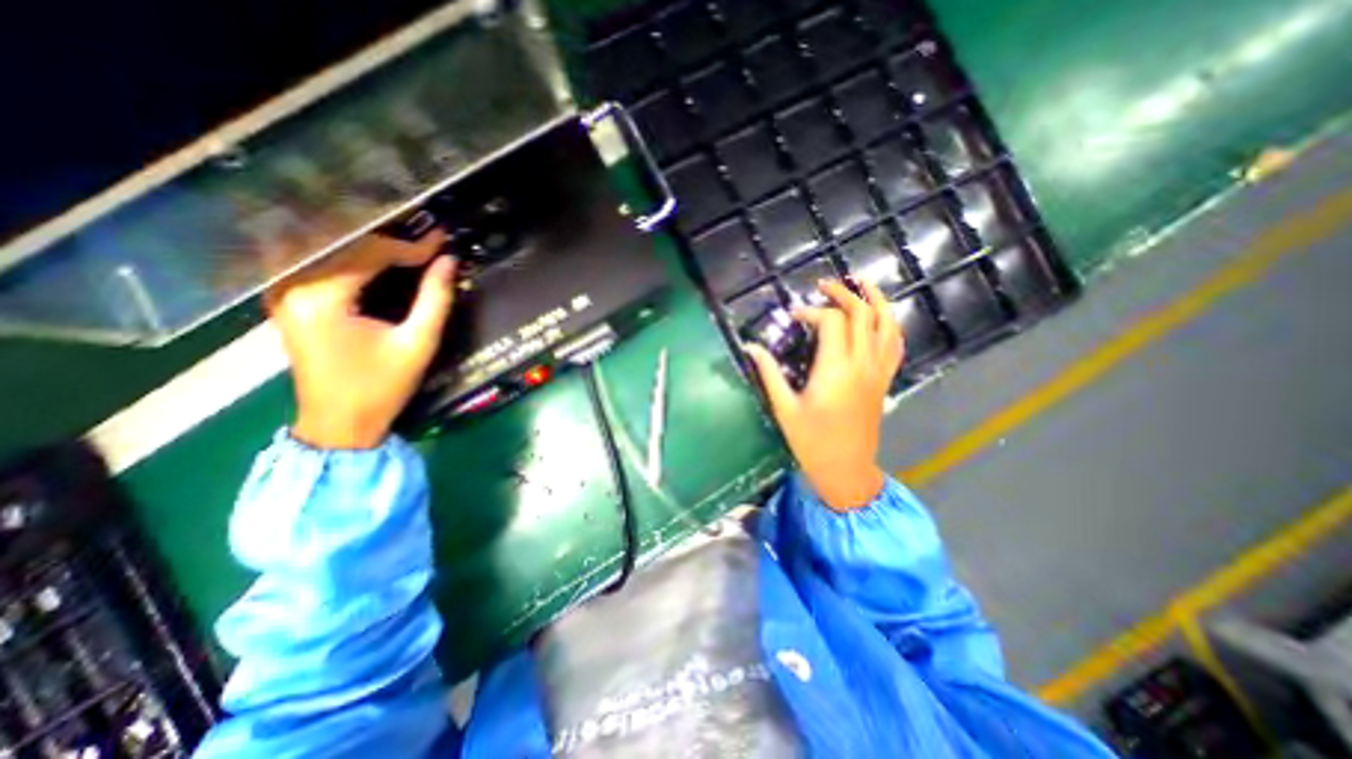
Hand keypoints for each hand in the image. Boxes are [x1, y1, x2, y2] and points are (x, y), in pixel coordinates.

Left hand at [264, 233, 457, 449]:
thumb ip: (435, 299)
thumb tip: (449, 261)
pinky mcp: (291, 301)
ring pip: (334, 252)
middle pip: (347, 246)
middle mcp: (293, 286)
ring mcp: (286, 293)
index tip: (443, 240)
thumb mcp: (418, 343)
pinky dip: (357, 260)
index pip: (370, 253)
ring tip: (410, 248)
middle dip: (393, 242)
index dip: (411, 245)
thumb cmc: (382, 387)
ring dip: (373, 247)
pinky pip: (325, 266)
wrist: (340, 424)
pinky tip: (381, 263)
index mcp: (322, 297)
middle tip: (429, 243)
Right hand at [743, 280, 901, 512]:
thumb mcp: (784, 407)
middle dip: (843, 293)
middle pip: (861, 313)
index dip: (811, 311)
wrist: (845, 469)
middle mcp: (862, 363)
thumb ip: (769, 373)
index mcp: (835, 369)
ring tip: (862, 282)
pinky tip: (881, 316)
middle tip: (823, 285)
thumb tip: (750, 347)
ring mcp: (878, 371)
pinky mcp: (884, 380)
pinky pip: (896, 344)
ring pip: (887, 323)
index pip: (831, 321)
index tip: (793, 316)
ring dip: (876, 299)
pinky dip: (890, 324)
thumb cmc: (811, 441)